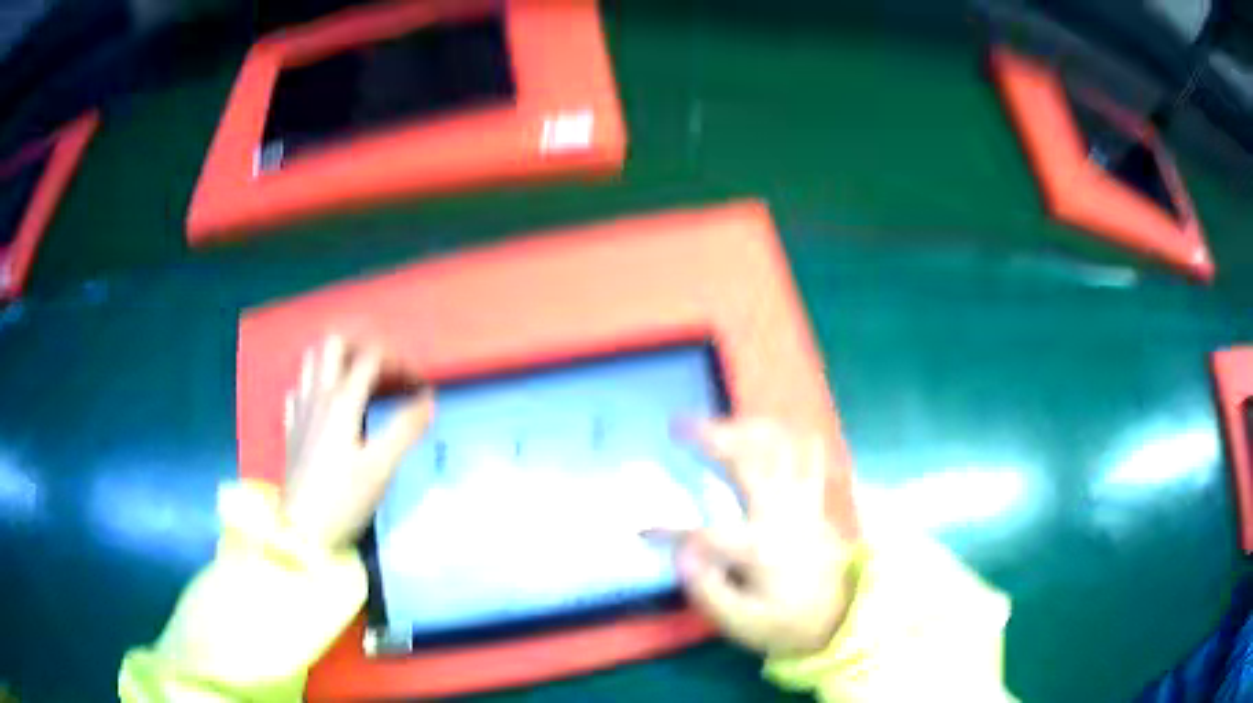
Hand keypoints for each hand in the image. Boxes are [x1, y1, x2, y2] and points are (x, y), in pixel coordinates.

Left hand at [281, 335, 433, 549]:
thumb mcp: (381, 467)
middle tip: (384, 365)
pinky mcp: (292, 427)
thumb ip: (405, 429)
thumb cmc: (344, 499)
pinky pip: (300, 389)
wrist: (302, 530)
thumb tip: (428, 398)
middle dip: (362, 344)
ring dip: (337, 358)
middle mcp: (318, 396)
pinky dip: (316, 384)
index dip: (399, 361)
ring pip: (313, 361)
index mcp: (342, 402)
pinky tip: (327, 402)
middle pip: (334, 344)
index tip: (419, 383)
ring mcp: (300, 409)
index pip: (372, 358)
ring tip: (358, 376)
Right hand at [673, 419, 853, 656]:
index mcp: (761, 549)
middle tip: (679, 425)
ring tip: (720, 420)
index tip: (642, 530)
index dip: (669, 531)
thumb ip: (709, 590)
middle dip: (711, 438)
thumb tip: (681, 555)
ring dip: (748, 428)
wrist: (843, 617)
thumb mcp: (743, 623)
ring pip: (780, 449)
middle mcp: (782, 515)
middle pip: (748, 463)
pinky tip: (774, 428)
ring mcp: (804, 503)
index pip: (705, 534)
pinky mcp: (816, 502)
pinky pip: (809, 456)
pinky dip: (791, 437)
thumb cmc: (788, 623)